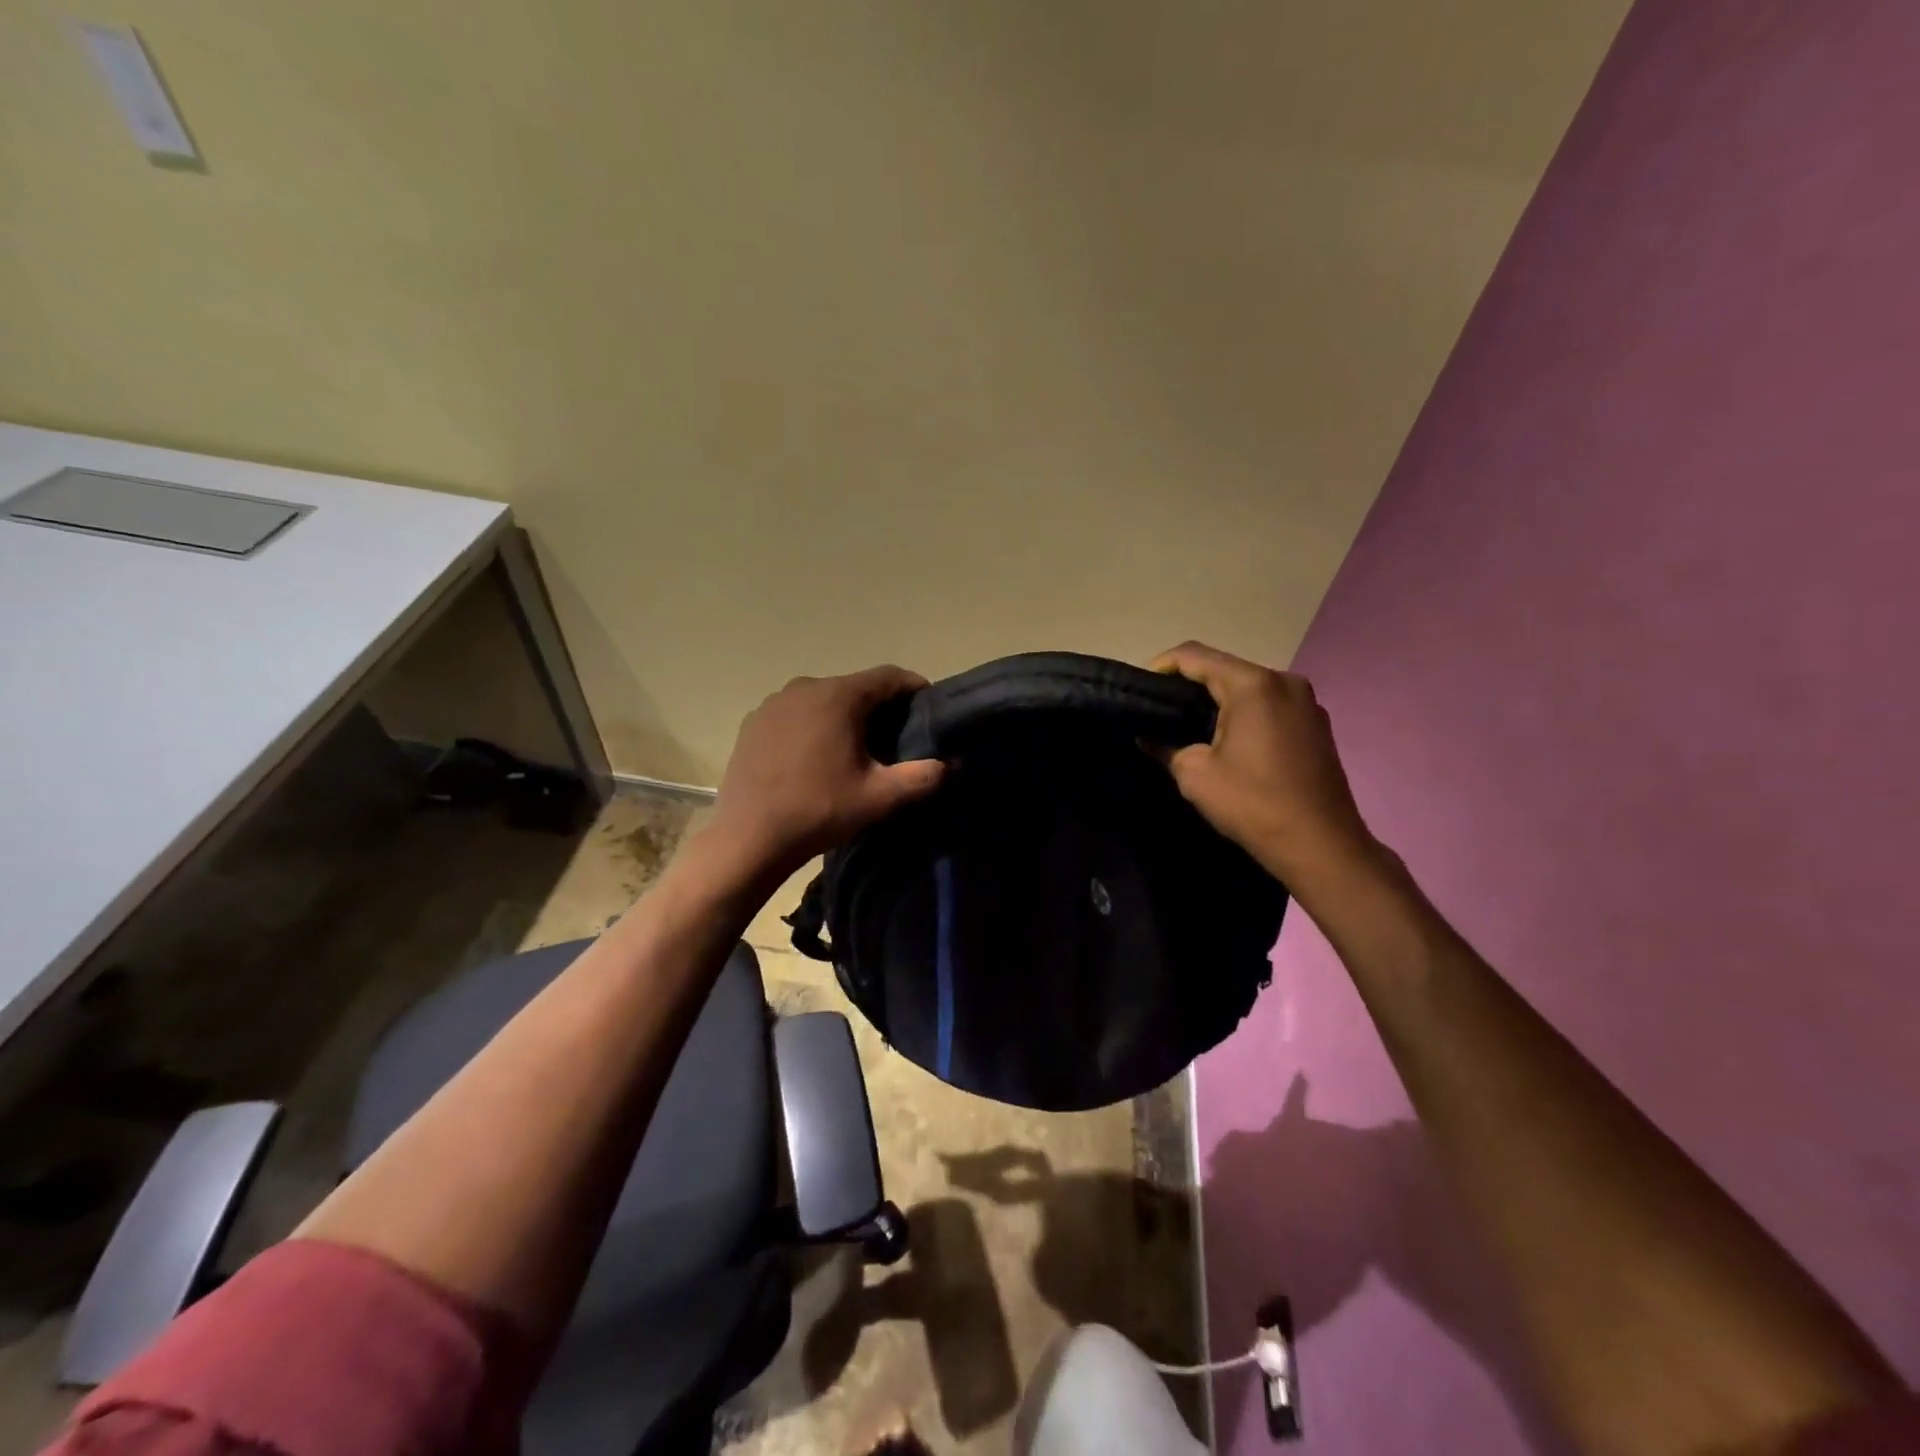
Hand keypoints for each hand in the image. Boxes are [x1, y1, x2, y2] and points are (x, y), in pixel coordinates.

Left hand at [709, 666, 945, 875]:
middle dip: (881, 708)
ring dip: (845, 717)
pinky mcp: (753, 722)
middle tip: (897, 740)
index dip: (915, 689)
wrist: (748, 839)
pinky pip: (796, 714)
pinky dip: (814, 726)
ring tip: (856, 751)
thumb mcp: (880, 798)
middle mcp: (804, 686)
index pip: (890, 676)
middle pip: (856, 687)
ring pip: (824, 700)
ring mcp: (773, 703)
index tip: (929, 712)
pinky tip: (815, 759)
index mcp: (838, 696)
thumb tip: (954, 763)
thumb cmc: (819, 812)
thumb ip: (924, 776)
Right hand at [1150, 642, 1375, 884]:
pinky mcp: (1316, 725)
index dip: (1161, 666)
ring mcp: (1306, 702)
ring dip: (1217, 700)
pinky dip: (1243, 714)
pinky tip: (1227, 741)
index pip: (1195, 656)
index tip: (1139, 689)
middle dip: (1189, 685)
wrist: (1321, 846)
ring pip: (1248, 688)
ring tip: (1188, 726)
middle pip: (1224, 668)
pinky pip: (1269, 706)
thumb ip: (1165, 745)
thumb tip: (1148, 736)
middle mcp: (1284, 682)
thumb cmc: (1253, 804)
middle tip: (1159, 710)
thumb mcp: (1194, 775)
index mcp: (1253, 685)